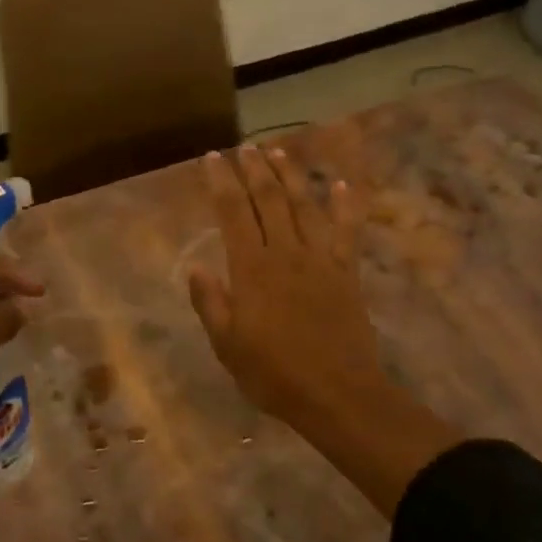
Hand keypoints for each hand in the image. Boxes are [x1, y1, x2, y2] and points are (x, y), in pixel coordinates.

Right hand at [188, 145, 460, 515]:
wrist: (337, 394)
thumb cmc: (275, 375)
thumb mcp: (228, 346)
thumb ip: (211, 304)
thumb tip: (195, 267)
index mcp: (252, 271)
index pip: (233, 213)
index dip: (222, 182)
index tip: (213, 158)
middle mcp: (286, 254)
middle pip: (269, 200)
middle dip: (255, 170)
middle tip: (245, 147)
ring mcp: (320, 260)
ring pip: (304, 207)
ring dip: (291, 177)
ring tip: (278, 153)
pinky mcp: (346, 272)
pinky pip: (346, 231)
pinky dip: (345, 207)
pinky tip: (342, 186)